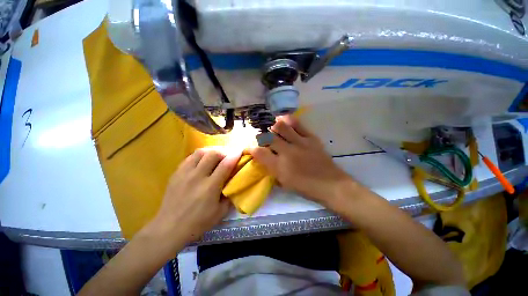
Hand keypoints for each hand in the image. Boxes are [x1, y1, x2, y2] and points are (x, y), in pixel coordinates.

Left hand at [147, 148, 240, 251]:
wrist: (169, 228)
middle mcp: (197, 176)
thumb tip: (236, 182)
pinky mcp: (176, 173)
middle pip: (213, 154)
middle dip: (224, 151)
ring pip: (201, 152)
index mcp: (210, 187)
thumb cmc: (197, 223)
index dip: (235, 155)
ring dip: (212, 151)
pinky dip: (200, 156)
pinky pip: (190, 157)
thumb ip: (230, 195)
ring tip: (216, 156)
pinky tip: (203, 161)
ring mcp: (185, 173)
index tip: (240, 151)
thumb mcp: (220, 213)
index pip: (225, 165)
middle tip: (228, 156)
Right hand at [249, 116, 351, 206]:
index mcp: (280, 167)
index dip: (252, 149)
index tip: (251, 148)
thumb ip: (272, 170)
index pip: (259, 153)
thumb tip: (264, 160)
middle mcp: (287, 152)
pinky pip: (297, 124)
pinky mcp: (311, 138)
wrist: (331, 184)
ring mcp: (300, 143)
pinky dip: (288, 120)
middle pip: (268, 137)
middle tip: (263, 139)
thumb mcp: (285, 183)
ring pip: (281, 126)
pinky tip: (284, 121)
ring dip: (274, 127)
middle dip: (262, 137)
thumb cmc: (306, 188)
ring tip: (274, 130)